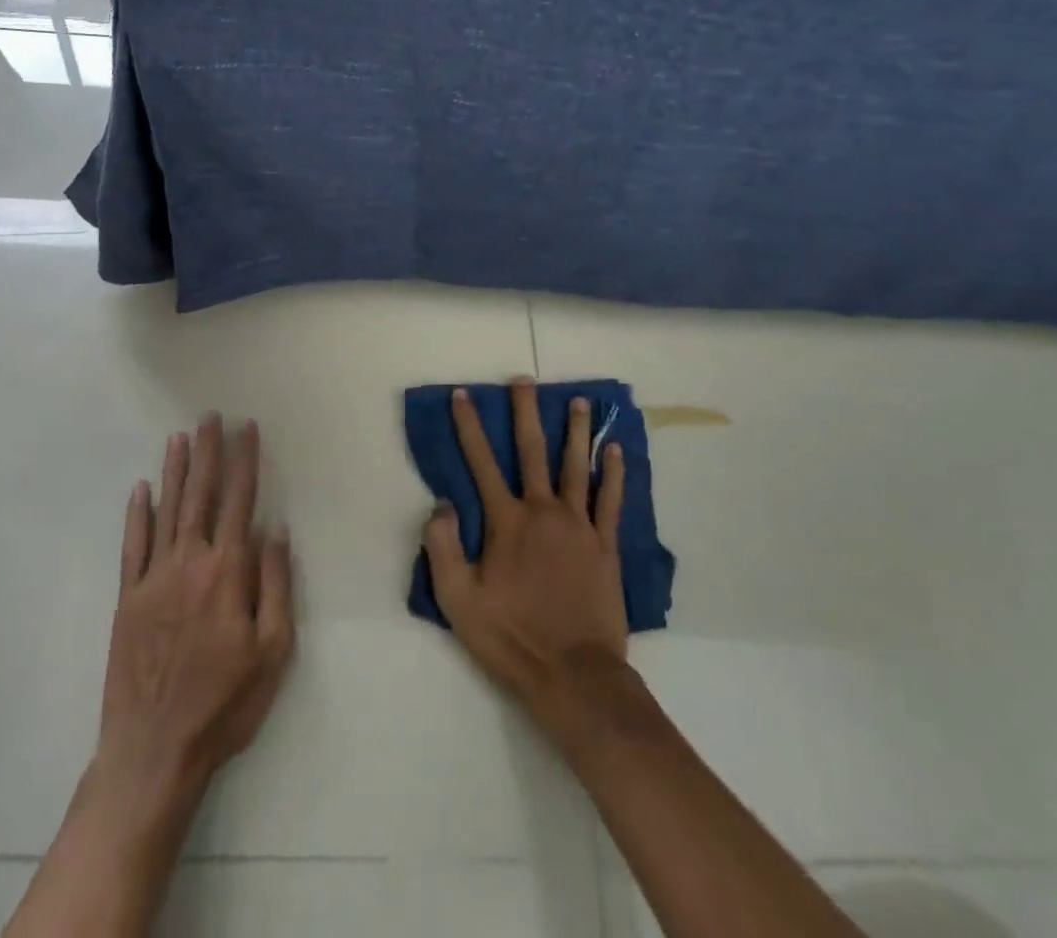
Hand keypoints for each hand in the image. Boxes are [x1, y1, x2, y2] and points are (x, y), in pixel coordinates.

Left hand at [93, 415, 295, 806]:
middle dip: (208, 452)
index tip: (247, 428)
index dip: (245, 462)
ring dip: (174, 471)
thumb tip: (274, 529)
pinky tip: (141, 489)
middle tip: (210, 417)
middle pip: (201, 495)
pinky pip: (132, 546)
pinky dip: (137, 514)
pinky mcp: (127, 600)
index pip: (239, 501)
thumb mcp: (272, 650)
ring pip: (166, 511)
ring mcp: (153, 579)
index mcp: (227, 572)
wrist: (153, 751)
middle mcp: (188, 563)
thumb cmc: (224, 703)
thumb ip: (274, 584)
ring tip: (180, 437)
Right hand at [421, 378, 628, 738]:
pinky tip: (615, 450)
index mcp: (506, 522)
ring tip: (580, 401)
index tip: (464, 395)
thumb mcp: (458, 601)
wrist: (574, 675)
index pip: (481, 462)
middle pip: (532, 450)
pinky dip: (613, 473)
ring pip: (576, 466)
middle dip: (525, 412)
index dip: (470, 426)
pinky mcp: (605, 545)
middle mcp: (543, 511)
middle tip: (525, 380)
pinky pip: (611, 500)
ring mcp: (579, 525)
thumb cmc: (511, 638)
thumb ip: (442, 548)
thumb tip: (441, 503)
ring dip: (576, 431)